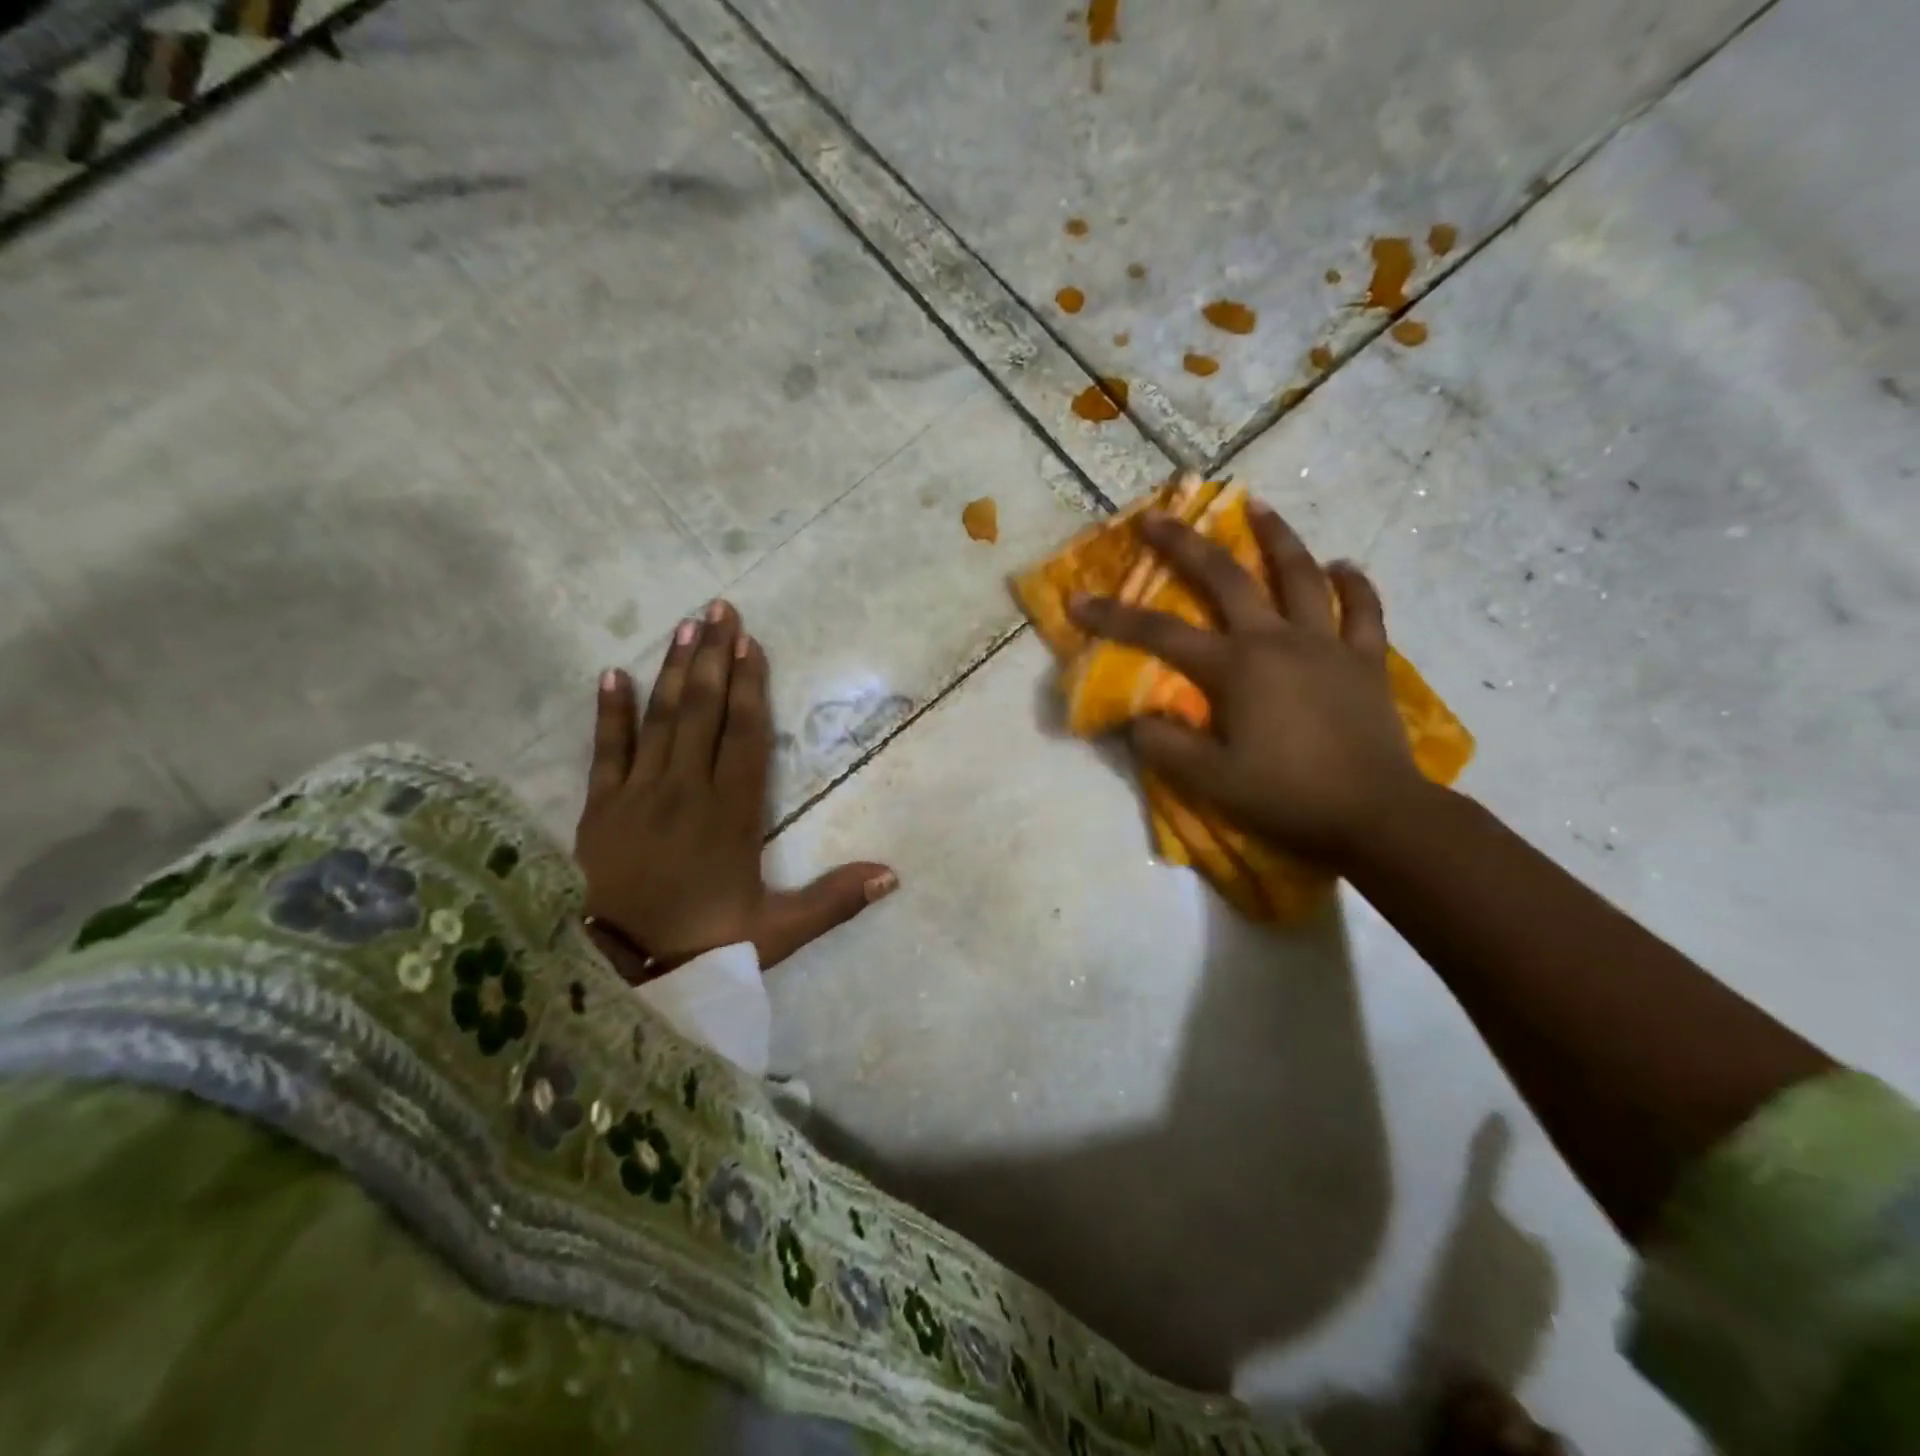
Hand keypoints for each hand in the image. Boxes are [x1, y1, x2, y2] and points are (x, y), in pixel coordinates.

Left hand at [574, 601, 896, 974]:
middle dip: (712, 657)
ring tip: (685, 625)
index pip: (743, 735)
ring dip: (672, 669)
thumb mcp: (778, 931)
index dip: (749, 686)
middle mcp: (685, 790)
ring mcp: (637, 795)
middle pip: (700, 710)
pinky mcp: (600, 808)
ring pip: (658, 718)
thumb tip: (893, 875)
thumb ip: (833, 900)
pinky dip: (609, 711)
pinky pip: (605, 750)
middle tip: (720, 608)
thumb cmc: (705, 946)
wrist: (621, 975)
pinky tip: (611, 673)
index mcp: (730, 813)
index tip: (750, 643)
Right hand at [1067, 501, 1426, 864]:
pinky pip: (1364, 611)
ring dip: (1277, 538)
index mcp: (1235, 668)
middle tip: (1159, 516)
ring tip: (1260, 507)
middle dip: (1187, 544)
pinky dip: (1354, 584)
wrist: (1374, 815)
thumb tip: (1136, 718)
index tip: (1079, 599)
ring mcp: (1327, 644)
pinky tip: (1343, 565)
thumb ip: (1164, 745)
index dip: (1114, 616)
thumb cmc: (1285, 796)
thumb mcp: (1209, 780)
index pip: (1160, 634)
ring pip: (1301, 576)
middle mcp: (1277, 640)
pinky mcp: (1366, 660)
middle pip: (1228, 578)